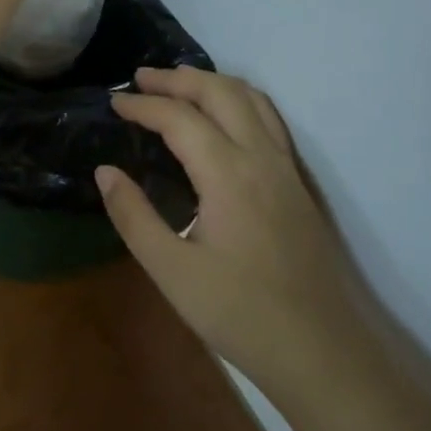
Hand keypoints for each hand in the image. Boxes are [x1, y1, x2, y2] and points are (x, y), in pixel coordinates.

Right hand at [97, 68, 363, 405]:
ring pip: (251, 98)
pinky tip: (226, 117)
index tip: (113, 102)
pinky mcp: (299, 183)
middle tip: (140, 79)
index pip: (179, 117)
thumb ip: (134, 216)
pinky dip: (239, 99)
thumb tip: (105, 171)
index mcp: (228, 173)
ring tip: (179, 84)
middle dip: (177, 78)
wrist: (324, 352)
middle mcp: (261, 156)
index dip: (143, 105)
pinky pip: (269, 118)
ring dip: (212, 82)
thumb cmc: (242, 314)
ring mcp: (286, 167)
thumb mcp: (173, 272)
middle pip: (219, 92)